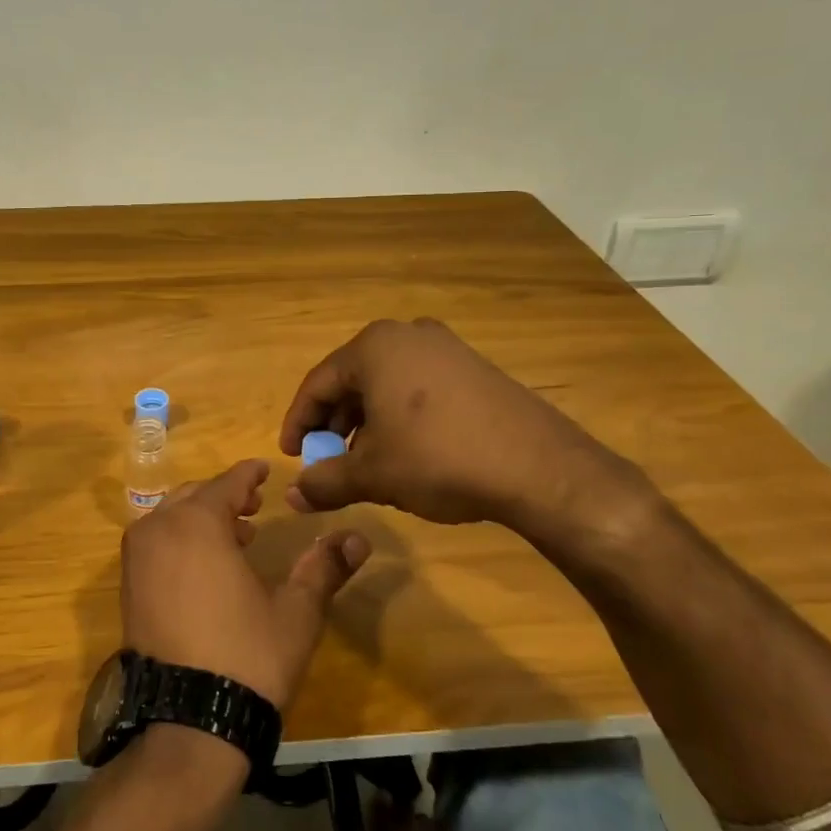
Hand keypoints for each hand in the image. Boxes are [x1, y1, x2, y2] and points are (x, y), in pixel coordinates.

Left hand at [121, 459, 370, 709]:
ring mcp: (136, 559)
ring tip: (237, 537)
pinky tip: (206, 567)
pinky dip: (180, 540)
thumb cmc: (249, 656)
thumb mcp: (296, 610)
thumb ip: (324, 567)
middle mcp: (158, 529)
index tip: (265, 469)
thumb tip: (359, 537)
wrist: (189, 723)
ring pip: (171, 518)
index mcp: (198, 523)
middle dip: (226, 496)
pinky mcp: (128, 588)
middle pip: (195, 496)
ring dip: (202, 518)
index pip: (227, 482)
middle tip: (255, 505)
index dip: (249, 474)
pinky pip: (155, 543)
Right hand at [279, 318, 665, 558]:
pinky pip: (418, 388)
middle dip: (334, 425)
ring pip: (386, 385)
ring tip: (365, 463)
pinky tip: (407, 452)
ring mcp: (446, 348)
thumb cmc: (439, 459)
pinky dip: (400, 417)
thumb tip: (292, 496)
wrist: (539, 467)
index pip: (317, 384)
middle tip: (327, 462)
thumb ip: (325, 482)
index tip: (292, 456)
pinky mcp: (474, 368)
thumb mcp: (373, 474)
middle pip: (352, 381)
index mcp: (374, 347)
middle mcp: (407, 335)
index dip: (298, 423)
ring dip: (366, 423)